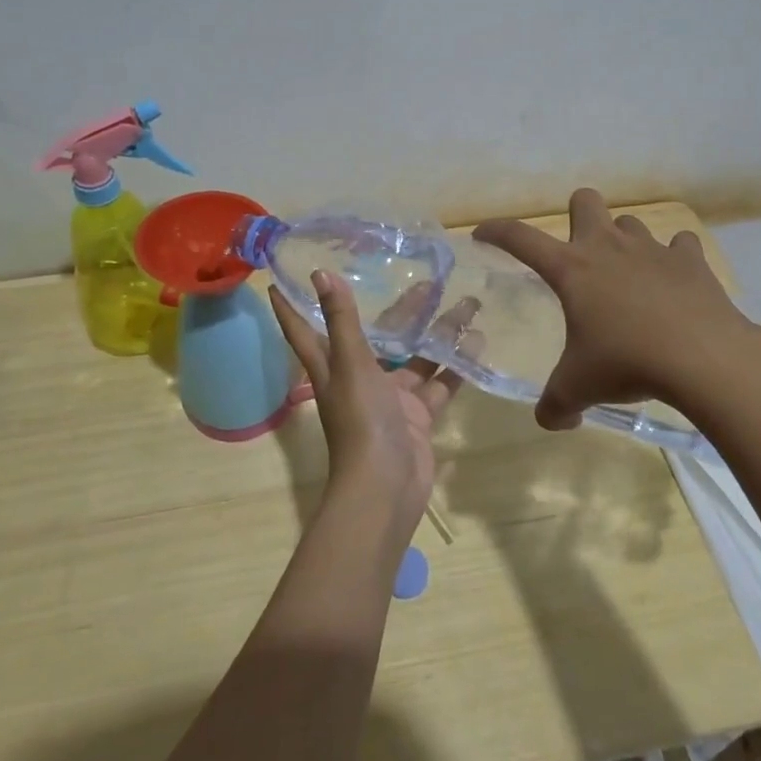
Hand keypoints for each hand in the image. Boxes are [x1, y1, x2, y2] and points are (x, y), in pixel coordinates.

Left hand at [271, 270, 466, 552]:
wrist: (386, 487)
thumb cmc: (360, 422)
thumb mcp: (350, 364)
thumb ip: (341, 320)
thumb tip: (320, 273)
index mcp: (332, 367)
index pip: (305, 329)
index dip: (292, 306)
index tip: (282, 277)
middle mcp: (359, 379)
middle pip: (377, 336)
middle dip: (399, 309)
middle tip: (426, 278)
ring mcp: (391, 399)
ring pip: (416, 357)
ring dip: (437, 334)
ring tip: (466, 303)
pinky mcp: (418, 416)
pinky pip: (439, 384)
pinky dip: (456, 366)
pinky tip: (477, 342)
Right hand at [474, 188, 760, 429]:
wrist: (703, 358)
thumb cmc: (627, 364)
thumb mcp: (578, 389)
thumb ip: (556, 405)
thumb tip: (553, 421)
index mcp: (570, 269)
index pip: (520, 238)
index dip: (497, 231)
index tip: (483, 234)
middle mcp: (607, 247)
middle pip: (584, 201)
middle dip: (577, 217)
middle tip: (580, 254)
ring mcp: (652, 249)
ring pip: (630, 222)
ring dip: (624, 242)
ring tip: (629, 276)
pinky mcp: (691, 260)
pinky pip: (679, 244)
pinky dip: (674, 258)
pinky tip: (673, 282)